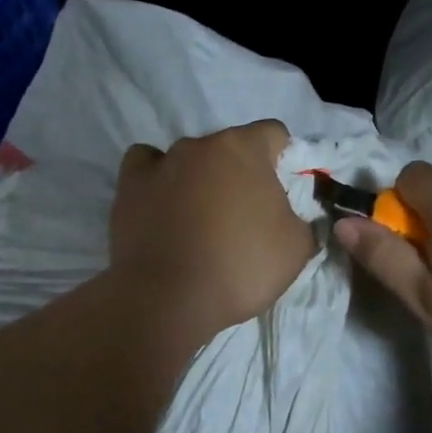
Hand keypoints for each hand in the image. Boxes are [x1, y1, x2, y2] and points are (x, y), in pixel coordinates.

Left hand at [109, 120, 314, 341]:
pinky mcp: (129, 185)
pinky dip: (157, 178)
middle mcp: (199, 144)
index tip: (282, 191)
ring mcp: (160, 162)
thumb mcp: (296, 248)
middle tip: (244, 215)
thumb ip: (302, 220)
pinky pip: (146, 166)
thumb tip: (294, 216)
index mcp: (243, 148)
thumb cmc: (240, 266)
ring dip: (200, 179)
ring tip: (200, 219)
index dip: (283, 158)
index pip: (273, 133)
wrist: (168, 299)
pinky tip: (163, 201)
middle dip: (240, 173)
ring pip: (189, 159)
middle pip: (229, 148)